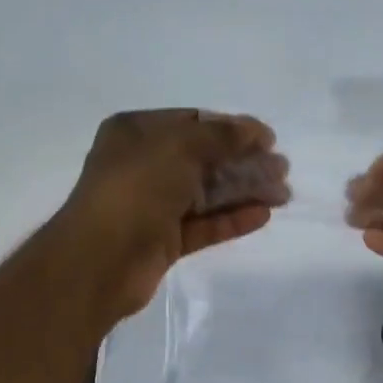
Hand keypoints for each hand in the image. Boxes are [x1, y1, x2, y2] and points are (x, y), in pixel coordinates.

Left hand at [60, 109, 290, 322]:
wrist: (100, 260)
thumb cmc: (135, 190)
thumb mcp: (179, 147)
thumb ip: (221, 136)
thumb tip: (256, 131)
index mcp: (136, 133)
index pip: (193, 122)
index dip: (233, 129)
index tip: (269, 139)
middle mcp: (143, 166)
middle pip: (204, 159)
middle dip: (244, 162)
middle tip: (282, 170)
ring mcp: (153, 206)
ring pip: (206, 194)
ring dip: (244, 191)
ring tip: (282, 194)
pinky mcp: (163, 241)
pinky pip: (203, 225)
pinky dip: (231, 219)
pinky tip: (261, 215)